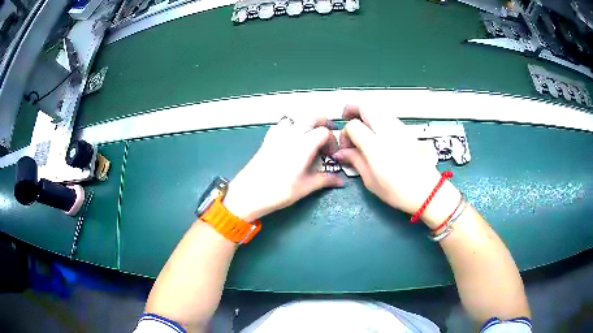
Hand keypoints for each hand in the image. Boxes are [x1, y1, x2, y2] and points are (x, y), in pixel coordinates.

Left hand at [223, 116, 342, 221]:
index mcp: (304, 144)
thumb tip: (341, 181)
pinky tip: (290, 141)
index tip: (331, 155)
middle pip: (312, 116)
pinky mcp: (267, 139)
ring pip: (295, 118)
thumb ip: (325, 180)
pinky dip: (290, 127)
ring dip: (305, 123)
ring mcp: (278, 135)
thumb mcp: (306, 187)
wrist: (249, 193)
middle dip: (323, 123)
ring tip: (309, 138)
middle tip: (326, 138)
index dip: (332, 142)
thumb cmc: (279, 191)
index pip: (324, 132)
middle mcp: (292, 134)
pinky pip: (281, 125)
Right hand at [333, 105, 460, 226]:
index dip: (345, 133)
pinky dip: (378, 117)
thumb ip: (355, 161)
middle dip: (352, 108)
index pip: (353, 126)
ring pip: (378, 108)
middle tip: (347, 117)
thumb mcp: (371, 181)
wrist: (427, 191)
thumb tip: (342, 152)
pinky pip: (388, 116)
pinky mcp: (407, 130)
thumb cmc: (398, 192)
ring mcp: (400, 128)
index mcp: (375, 147)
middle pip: (366, 106)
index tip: (346, 146)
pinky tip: (377, 132)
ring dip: (366, 112)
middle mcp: (387, 132)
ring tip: (362, 125)